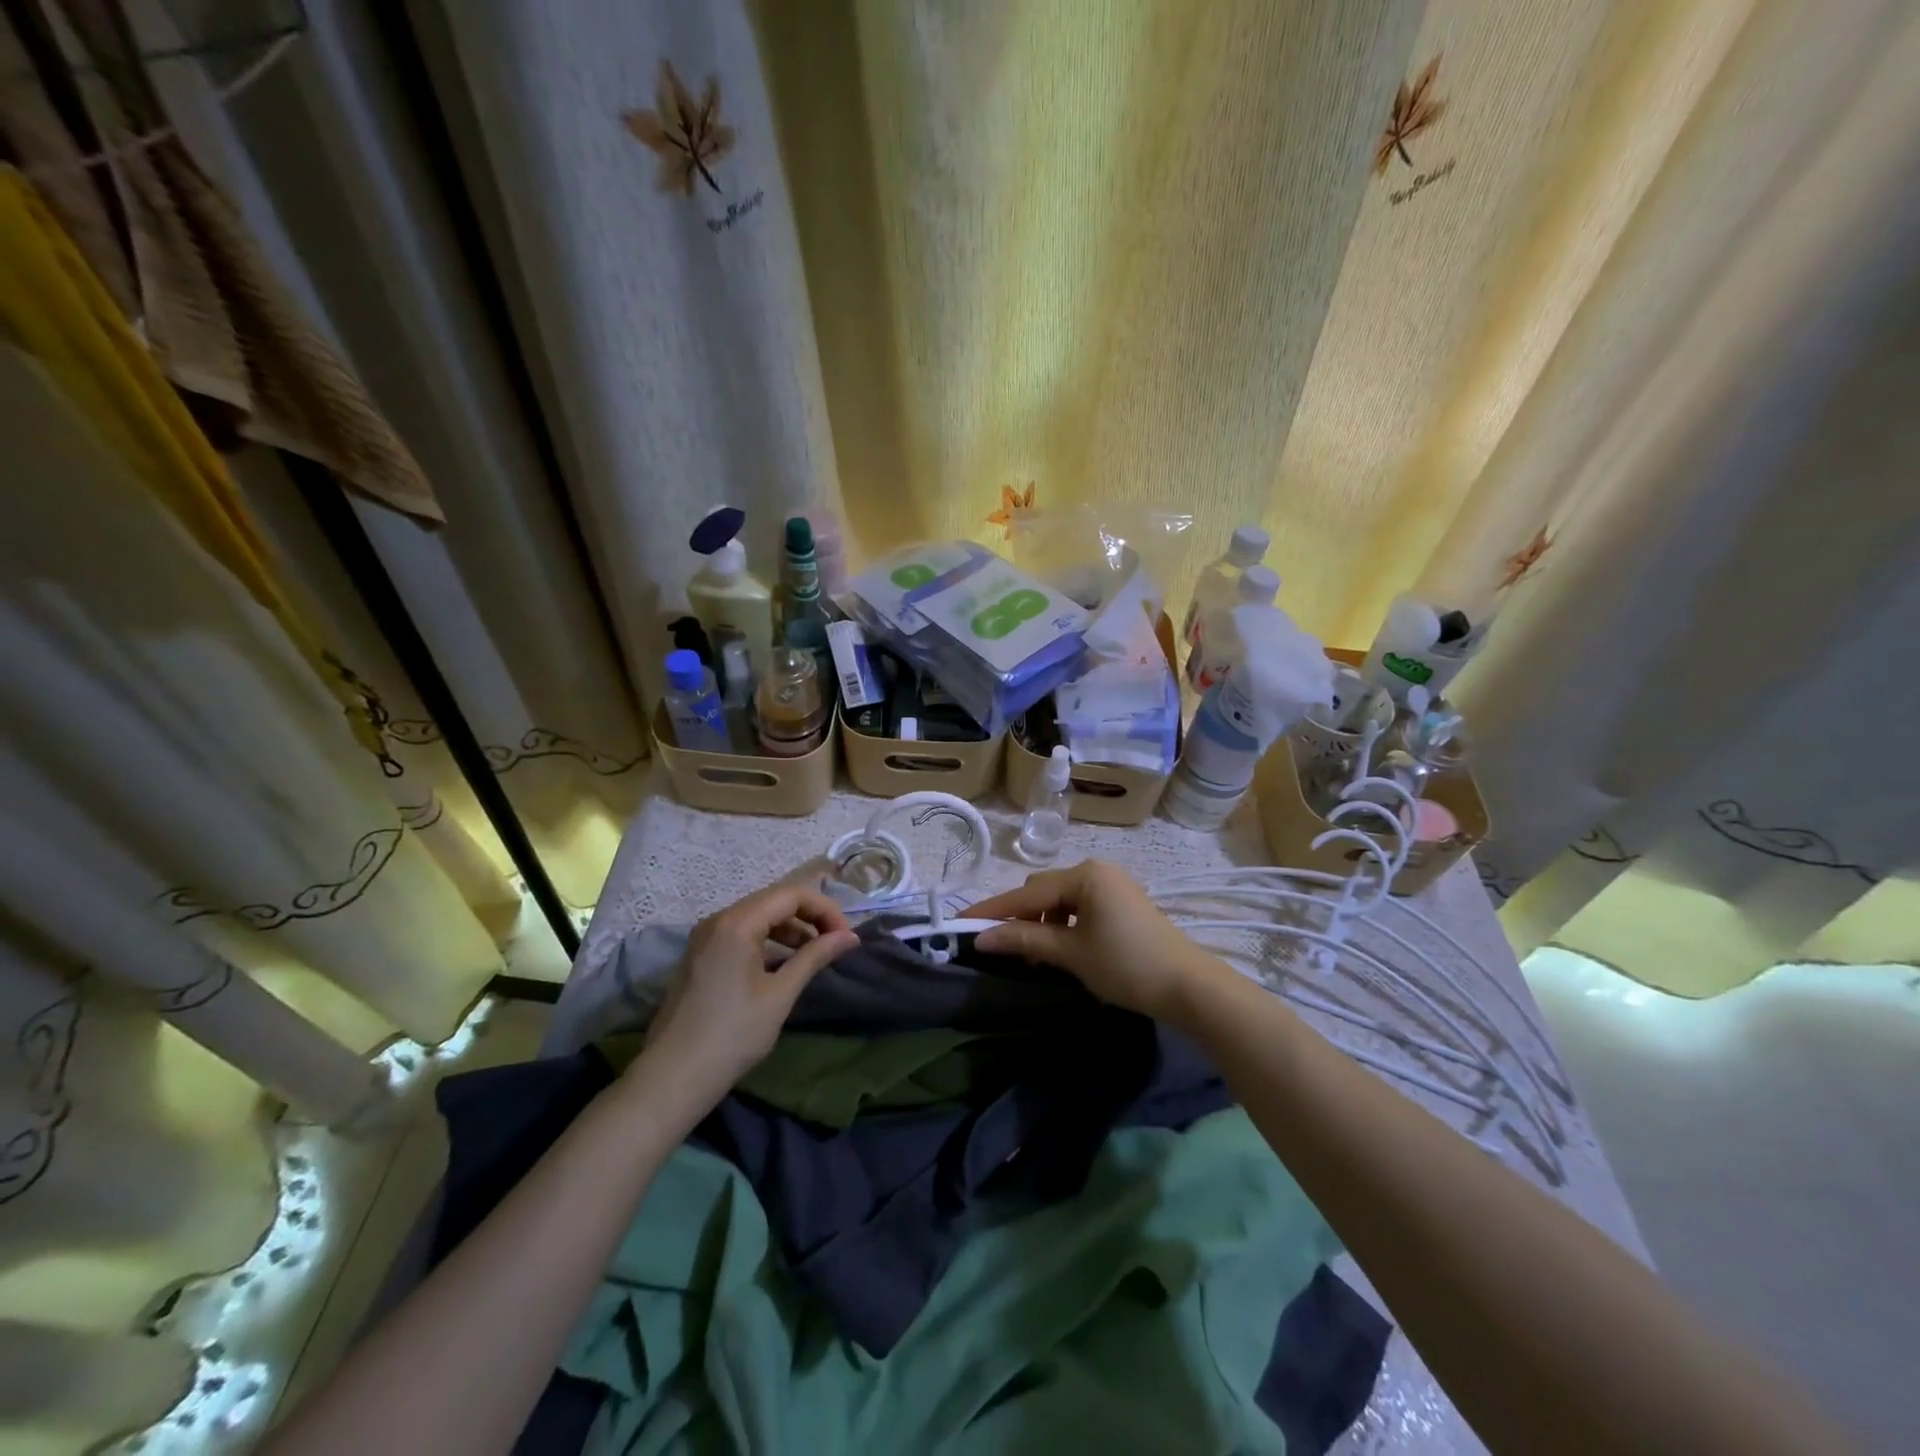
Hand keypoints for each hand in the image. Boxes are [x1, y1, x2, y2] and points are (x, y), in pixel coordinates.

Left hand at [635, 884, 857, 1117]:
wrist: (672, 1078)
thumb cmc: (733, 1034)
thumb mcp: (780, 994)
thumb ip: (815, 957)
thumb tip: (850, 937)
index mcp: (737, 922)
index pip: (792, 894)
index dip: (825, 909)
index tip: (845, 937)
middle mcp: (719, 920)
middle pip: (774, 900)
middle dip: (810, 916)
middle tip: (835, 943)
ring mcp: (706, 937)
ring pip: (758, 916)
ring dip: (791, 929)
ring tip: (814, 955)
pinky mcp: (701, 955)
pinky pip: (742, 933)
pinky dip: (768, 941)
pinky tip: (784, 964)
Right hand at [967, 860, 1219, 1020]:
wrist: (1190, 987)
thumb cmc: (1127, 965)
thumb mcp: (1071, 954)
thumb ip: (1024, 940)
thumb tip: (982, 938)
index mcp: (1084, 875)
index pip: (1026, 893)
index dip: (993, 910)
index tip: (960, 923)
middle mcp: (1097, 871)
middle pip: (1043, 891)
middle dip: (1019, 917)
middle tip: (1001, 948)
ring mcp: (1112, 886)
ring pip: (1060, 900)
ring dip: (1041, 923)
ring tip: (1033, 956)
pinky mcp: (1122, 904)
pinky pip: (1079, 907)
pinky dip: (1063, 925)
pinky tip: (1060, 950)